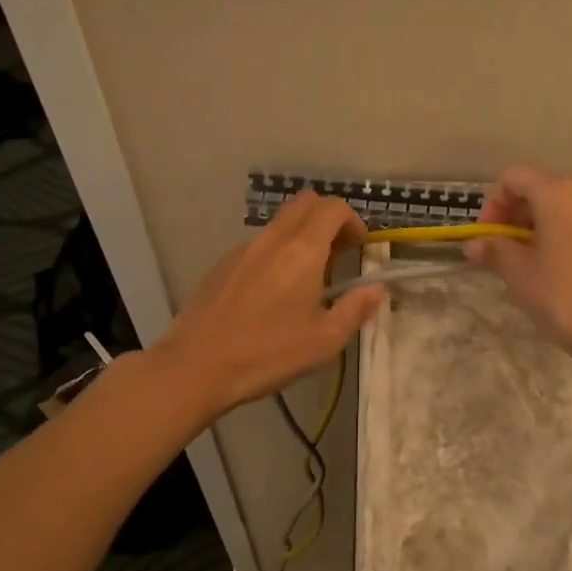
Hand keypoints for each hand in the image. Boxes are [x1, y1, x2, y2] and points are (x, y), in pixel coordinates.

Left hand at [156, 192, 384, 415]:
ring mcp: (242, 249)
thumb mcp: (325, 341)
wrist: (195, 367)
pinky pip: (258, 245)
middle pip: (305, 203)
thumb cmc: (268, 354)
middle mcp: (272, 239)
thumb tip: (376, 289)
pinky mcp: (221, 265)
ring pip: (280, 224)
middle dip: (328, 219)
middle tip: (338, 253)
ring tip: (306, 280)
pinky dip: (276, 254)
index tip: (359, 248)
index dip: (353, 220)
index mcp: (302, 251)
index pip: (333, 208)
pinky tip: (271, 295)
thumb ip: (355, 309)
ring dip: (301, 237)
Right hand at [465, 165, 571, 366]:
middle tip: (508, 254)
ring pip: (570, 208)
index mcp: (559, 194)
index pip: (514, 177)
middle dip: (519, 217)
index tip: (490, 238)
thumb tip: (474, 245)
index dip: (494, 203)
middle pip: (543, 190)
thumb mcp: (518, 274)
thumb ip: (494, 250)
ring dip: (546, 227)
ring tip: (540, 264)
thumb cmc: (563, 298)